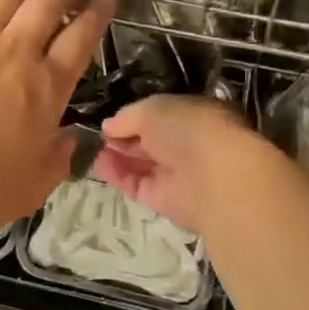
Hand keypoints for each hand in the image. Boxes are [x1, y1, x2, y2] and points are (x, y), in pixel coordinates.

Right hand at [91, 94, 258, 235]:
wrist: (214, 177)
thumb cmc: (189, 129)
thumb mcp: (152, 108)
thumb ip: (127, 116)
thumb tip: (108, 126)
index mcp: (194, 117)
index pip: (162, 117)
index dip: (136, 118)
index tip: (112, 120)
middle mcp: (187, 146)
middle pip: (150, 142)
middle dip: (124, 138)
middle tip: (99, 136)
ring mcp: (177, 174)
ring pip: (142, 165)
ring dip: (117, 157)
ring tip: (94, 151)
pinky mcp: (165, 200)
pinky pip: (137, 186)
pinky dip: (118, 176)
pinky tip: (100, 166)